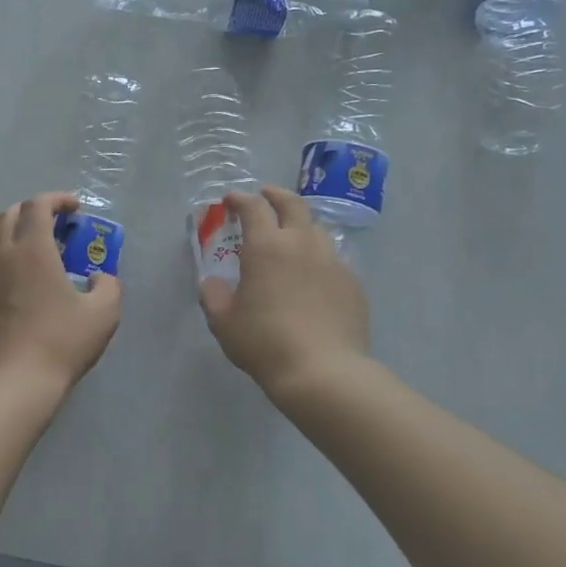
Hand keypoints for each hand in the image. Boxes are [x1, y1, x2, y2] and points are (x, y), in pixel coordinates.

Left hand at [0, 193, 121, 390]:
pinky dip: (9, 285)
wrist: (12, 386)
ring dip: (20, 252)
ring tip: (44, 277)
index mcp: (33, 251)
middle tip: (54, 228)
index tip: (75, 208)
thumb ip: (108, 286)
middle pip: (8, 217)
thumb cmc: (61, 342)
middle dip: (30, 213)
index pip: (38, 206)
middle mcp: (3, 260)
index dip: (57, 199)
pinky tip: (25, 312)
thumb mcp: (103, 314)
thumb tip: (100, 279)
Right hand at [198, 187, 369, 404]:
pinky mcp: (353, 283)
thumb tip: (213, 283)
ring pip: (317, 230)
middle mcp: (302, 243)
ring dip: (300, 225)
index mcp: (266, 246)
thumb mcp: (224, 322)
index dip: (240, 198)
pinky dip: (319, 258)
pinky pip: (334, 260)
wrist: (323, 371)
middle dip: (276, 195)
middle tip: (266, 195)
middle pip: (292, 204)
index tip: (231, 199)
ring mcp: (332, 261)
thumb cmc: (265, 343)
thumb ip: (214, 296)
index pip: (253, 207)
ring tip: (291, 237)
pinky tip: (314, 278)